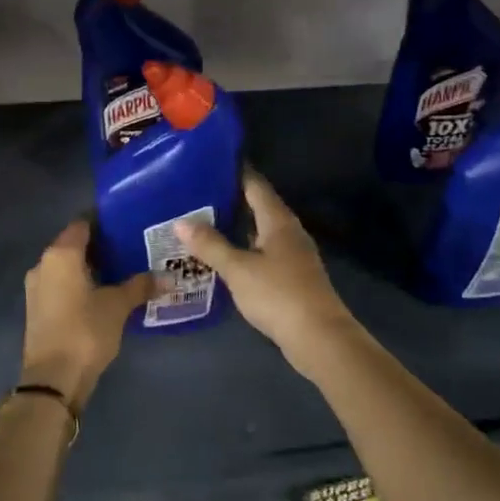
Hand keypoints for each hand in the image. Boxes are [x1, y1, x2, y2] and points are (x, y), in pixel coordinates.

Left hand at [21, 218, 153, 409]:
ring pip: (67, 266)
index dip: (104, 220)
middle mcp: (44, 264)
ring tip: (123, 268)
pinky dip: (81, 283)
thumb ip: (141, 286)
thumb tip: (168, 277)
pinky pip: (62, 284)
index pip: (83, 223)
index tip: (128, 221)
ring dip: (91, 266)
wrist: (53, 380)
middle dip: (101, 244)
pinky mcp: (38, 309)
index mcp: (61, 254)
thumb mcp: (118, 305)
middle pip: (74, 244)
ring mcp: (37, 288)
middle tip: (132, 245)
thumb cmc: (85, 331)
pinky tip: (104, 292)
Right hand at [176, 171, 360, 374]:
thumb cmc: (278, 295)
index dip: (235, 172)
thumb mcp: (238, 269)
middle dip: (231, 199)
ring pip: (261, 230)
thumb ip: (210, 245)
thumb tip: (180, 222)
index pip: (255, 184)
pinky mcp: (292, 276)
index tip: (209, 163)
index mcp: (278, 220)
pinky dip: (244, 248)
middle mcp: (288, 231)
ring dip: (237, 226)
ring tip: (204, 222)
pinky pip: (264, 251)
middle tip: (197, 193)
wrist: (319, 337)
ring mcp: (293, 254)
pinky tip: (225, 256)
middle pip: (258, 206)